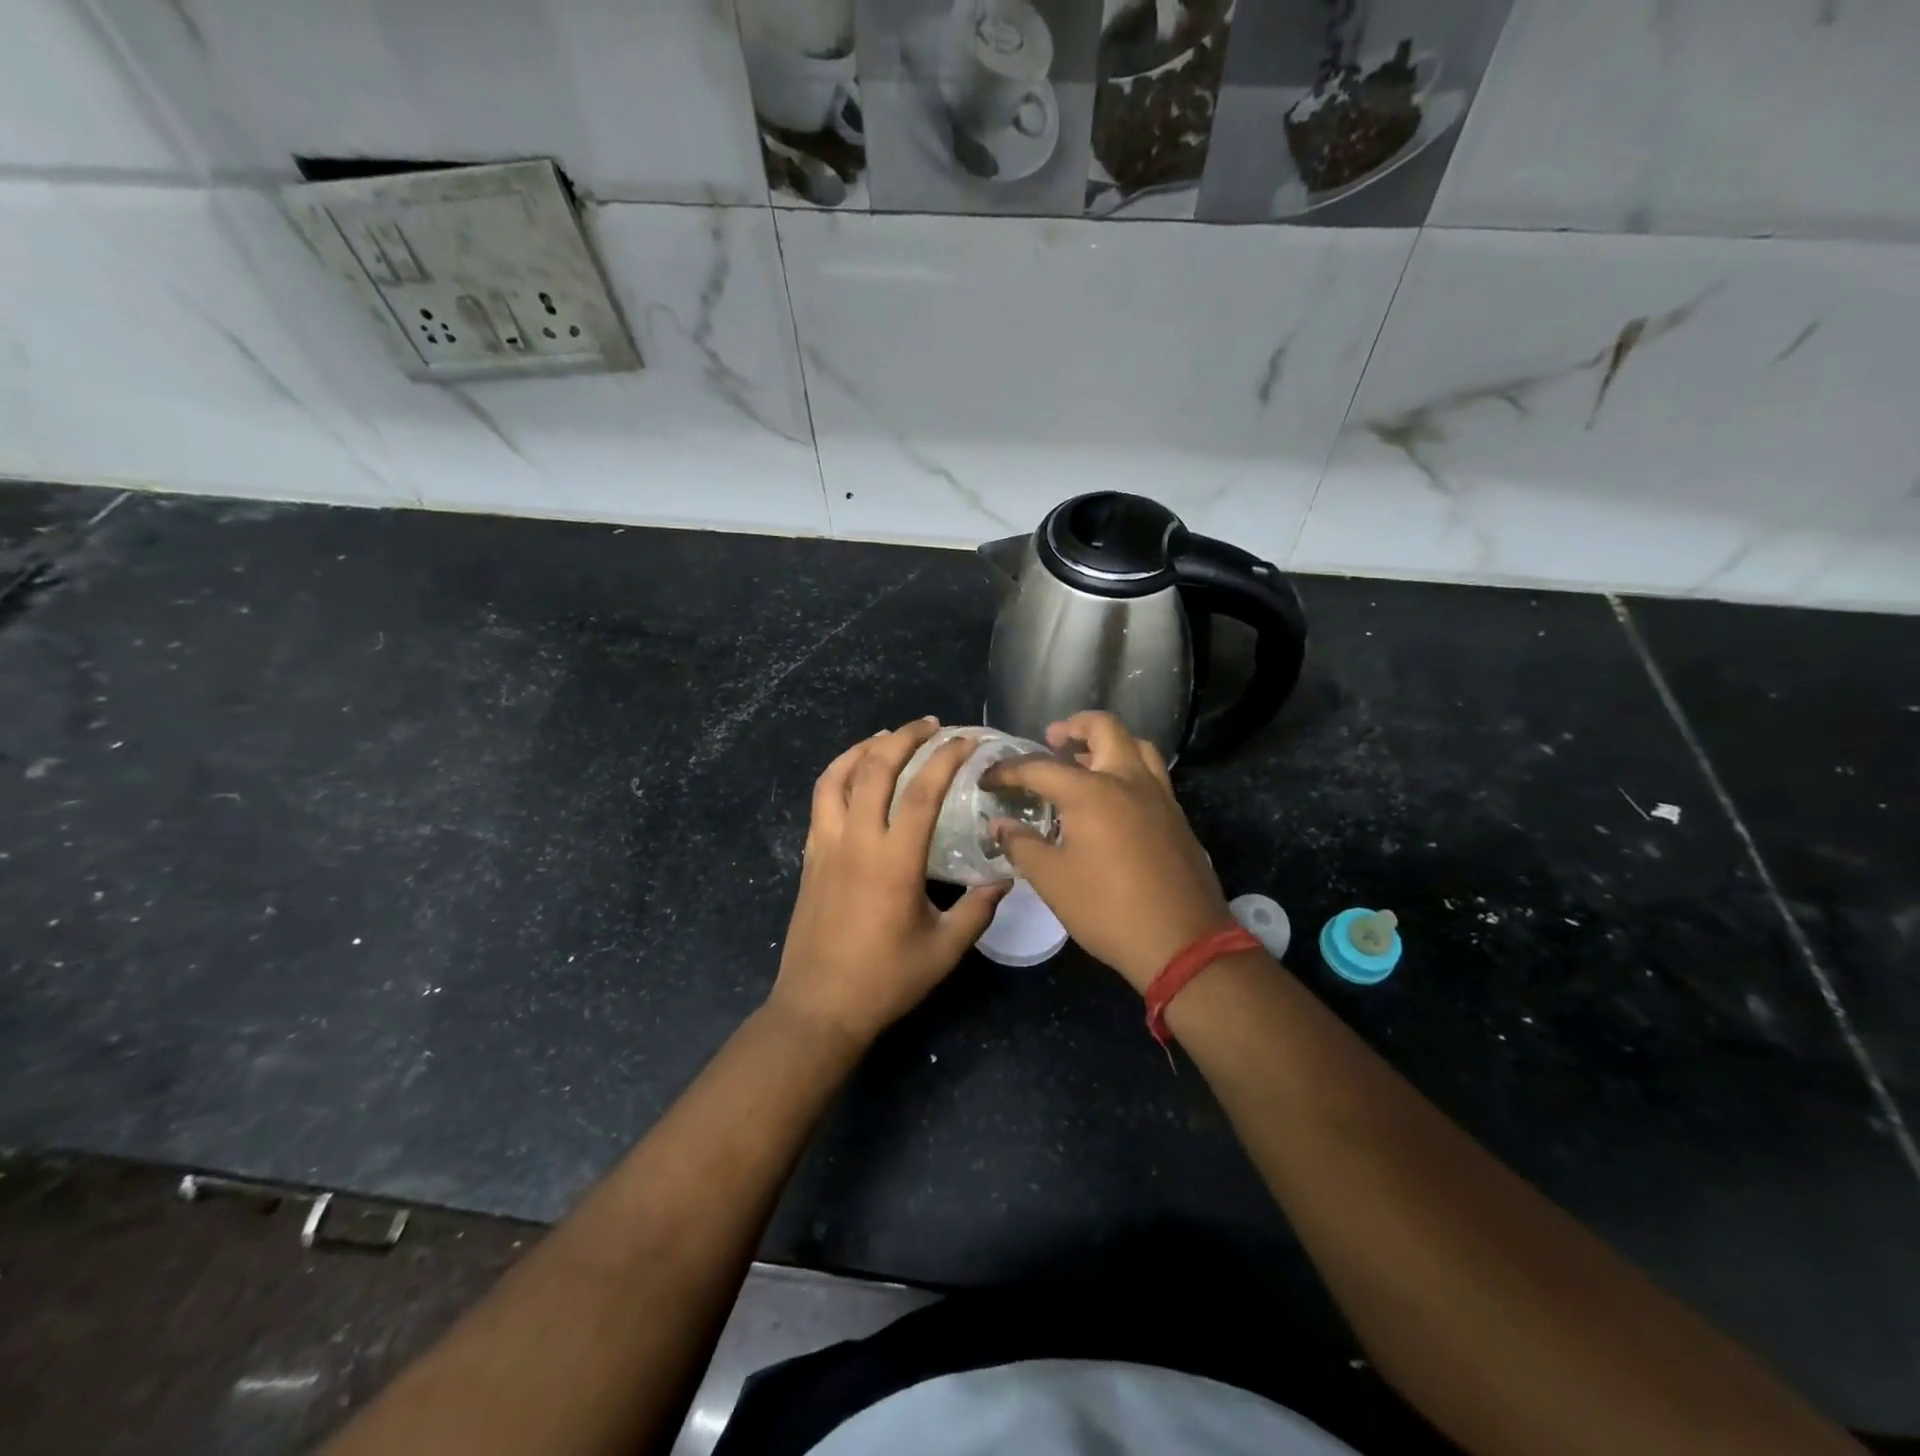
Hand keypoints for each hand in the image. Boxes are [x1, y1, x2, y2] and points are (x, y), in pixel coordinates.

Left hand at [771, 718, 1006, 1048]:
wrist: (819, 1007)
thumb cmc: (885, 980)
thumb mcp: (944, 950)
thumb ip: (978, 909)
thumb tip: (1005, 877)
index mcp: (893, 862)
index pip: (921, 792)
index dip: (946, 759)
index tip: (967, 741)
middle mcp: (855, 841)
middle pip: (874, 768)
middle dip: (904, 737)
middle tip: (931, 726)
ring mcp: (826, 845)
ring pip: (837, 776)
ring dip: (864, 747)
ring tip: (889, 736)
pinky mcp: (810, 856)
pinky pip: (820, 799)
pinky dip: (839, 773)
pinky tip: (855, 775)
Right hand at [984, 711, 1230, 992]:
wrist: (1182, 942)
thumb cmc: (1108, 910)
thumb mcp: (1053, 881)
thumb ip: (1022, 845)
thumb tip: (1000, 825)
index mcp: (1092, 792)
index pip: (1040, 767)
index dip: (1008, 770)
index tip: (988, 778)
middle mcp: (1128, 780)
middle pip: (1104, 728)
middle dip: (1074, 727)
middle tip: (1053, 740)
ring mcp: (1159, 796)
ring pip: (1136, 745)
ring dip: (1108, 743)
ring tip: (1085, 761)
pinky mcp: (1176, 816)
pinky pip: (1151, 773)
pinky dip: (1128, 768)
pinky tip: (1113, 798)